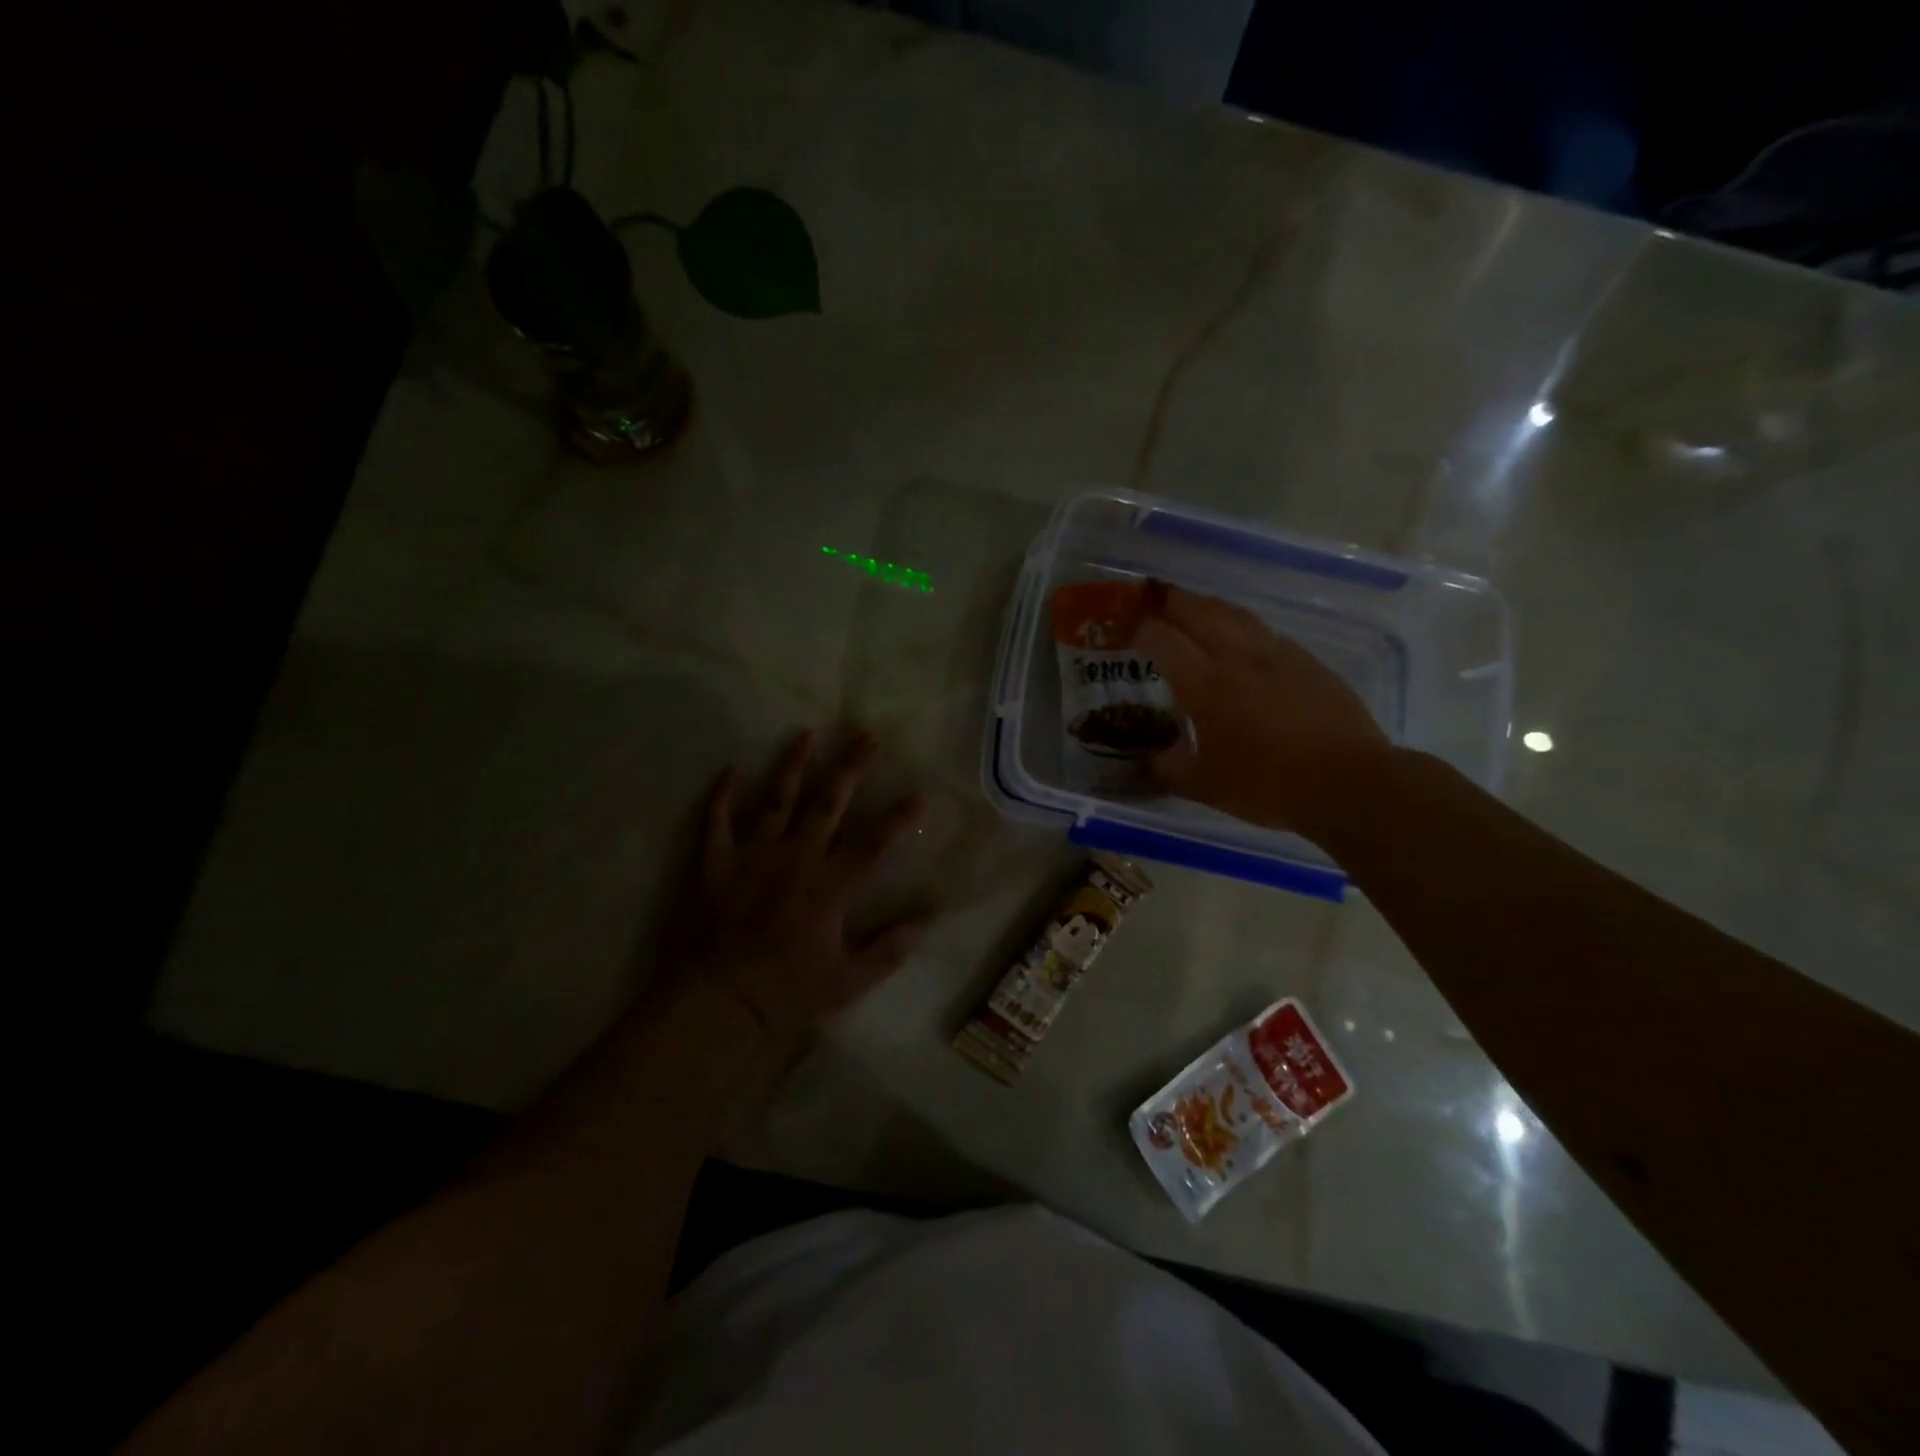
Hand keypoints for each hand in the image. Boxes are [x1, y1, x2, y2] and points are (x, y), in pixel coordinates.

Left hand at [670, 731, 930, 1038]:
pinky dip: (722, 794)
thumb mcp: (847, 983)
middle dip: (851, 767)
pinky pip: (717, 820)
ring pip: (776, 798)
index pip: (874, 843)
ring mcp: (752, 855)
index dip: (900, 818)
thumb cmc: (784, 992)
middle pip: (828, 802)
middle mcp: (795, 857)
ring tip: (807, 733)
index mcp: (829, 885)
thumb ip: (888, 951)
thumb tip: (925, 921)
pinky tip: (730, 769)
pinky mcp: (714, 862)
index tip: (920, 794)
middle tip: (867, 735)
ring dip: (793, 764)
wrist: (714, 1000)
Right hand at [1138, 583, 1390, 835]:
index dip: (1141, 629)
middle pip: (1202, 613)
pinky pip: (1268, 635)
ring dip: (1211, 605)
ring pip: (1238, 616)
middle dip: (1174, 600)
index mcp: (1206, 685)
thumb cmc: (1268, 785)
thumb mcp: (1207, 786)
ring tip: (1197, 605)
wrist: (1348, 783)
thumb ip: (1171, 768)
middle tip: (1156, 592)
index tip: (1127, 627)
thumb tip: (1151, 761)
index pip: (1164, 641)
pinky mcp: (1310, 664)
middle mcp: (1239, 659)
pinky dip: (1246, 628)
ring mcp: (1279, 656)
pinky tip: (1246, 641)